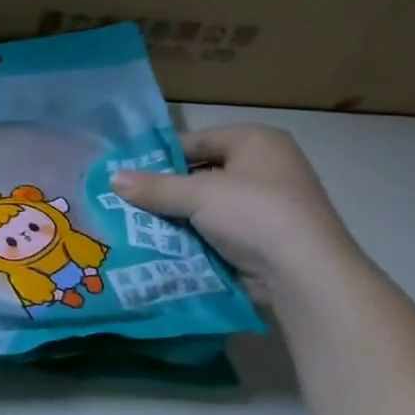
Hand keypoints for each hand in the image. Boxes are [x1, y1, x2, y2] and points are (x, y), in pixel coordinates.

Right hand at [111, 125, 359, 284]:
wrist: (303, 273)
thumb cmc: (254, 214)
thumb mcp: (198, 195)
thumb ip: (154, 187)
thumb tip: (112, 178)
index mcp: (256, 141)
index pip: (196, 141)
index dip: (161, 157)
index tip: (126, 175)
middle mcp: (265, 167)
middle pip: (200, 174)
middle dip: (165, 191)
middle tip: (124, 203)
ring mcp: (266, 205)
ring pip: (206, 206)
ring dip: (176, 217)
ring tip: (135, 226)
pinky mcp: (262, 237)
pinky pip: (216, 231)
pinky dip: (192, 238)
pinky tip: (162, 247)